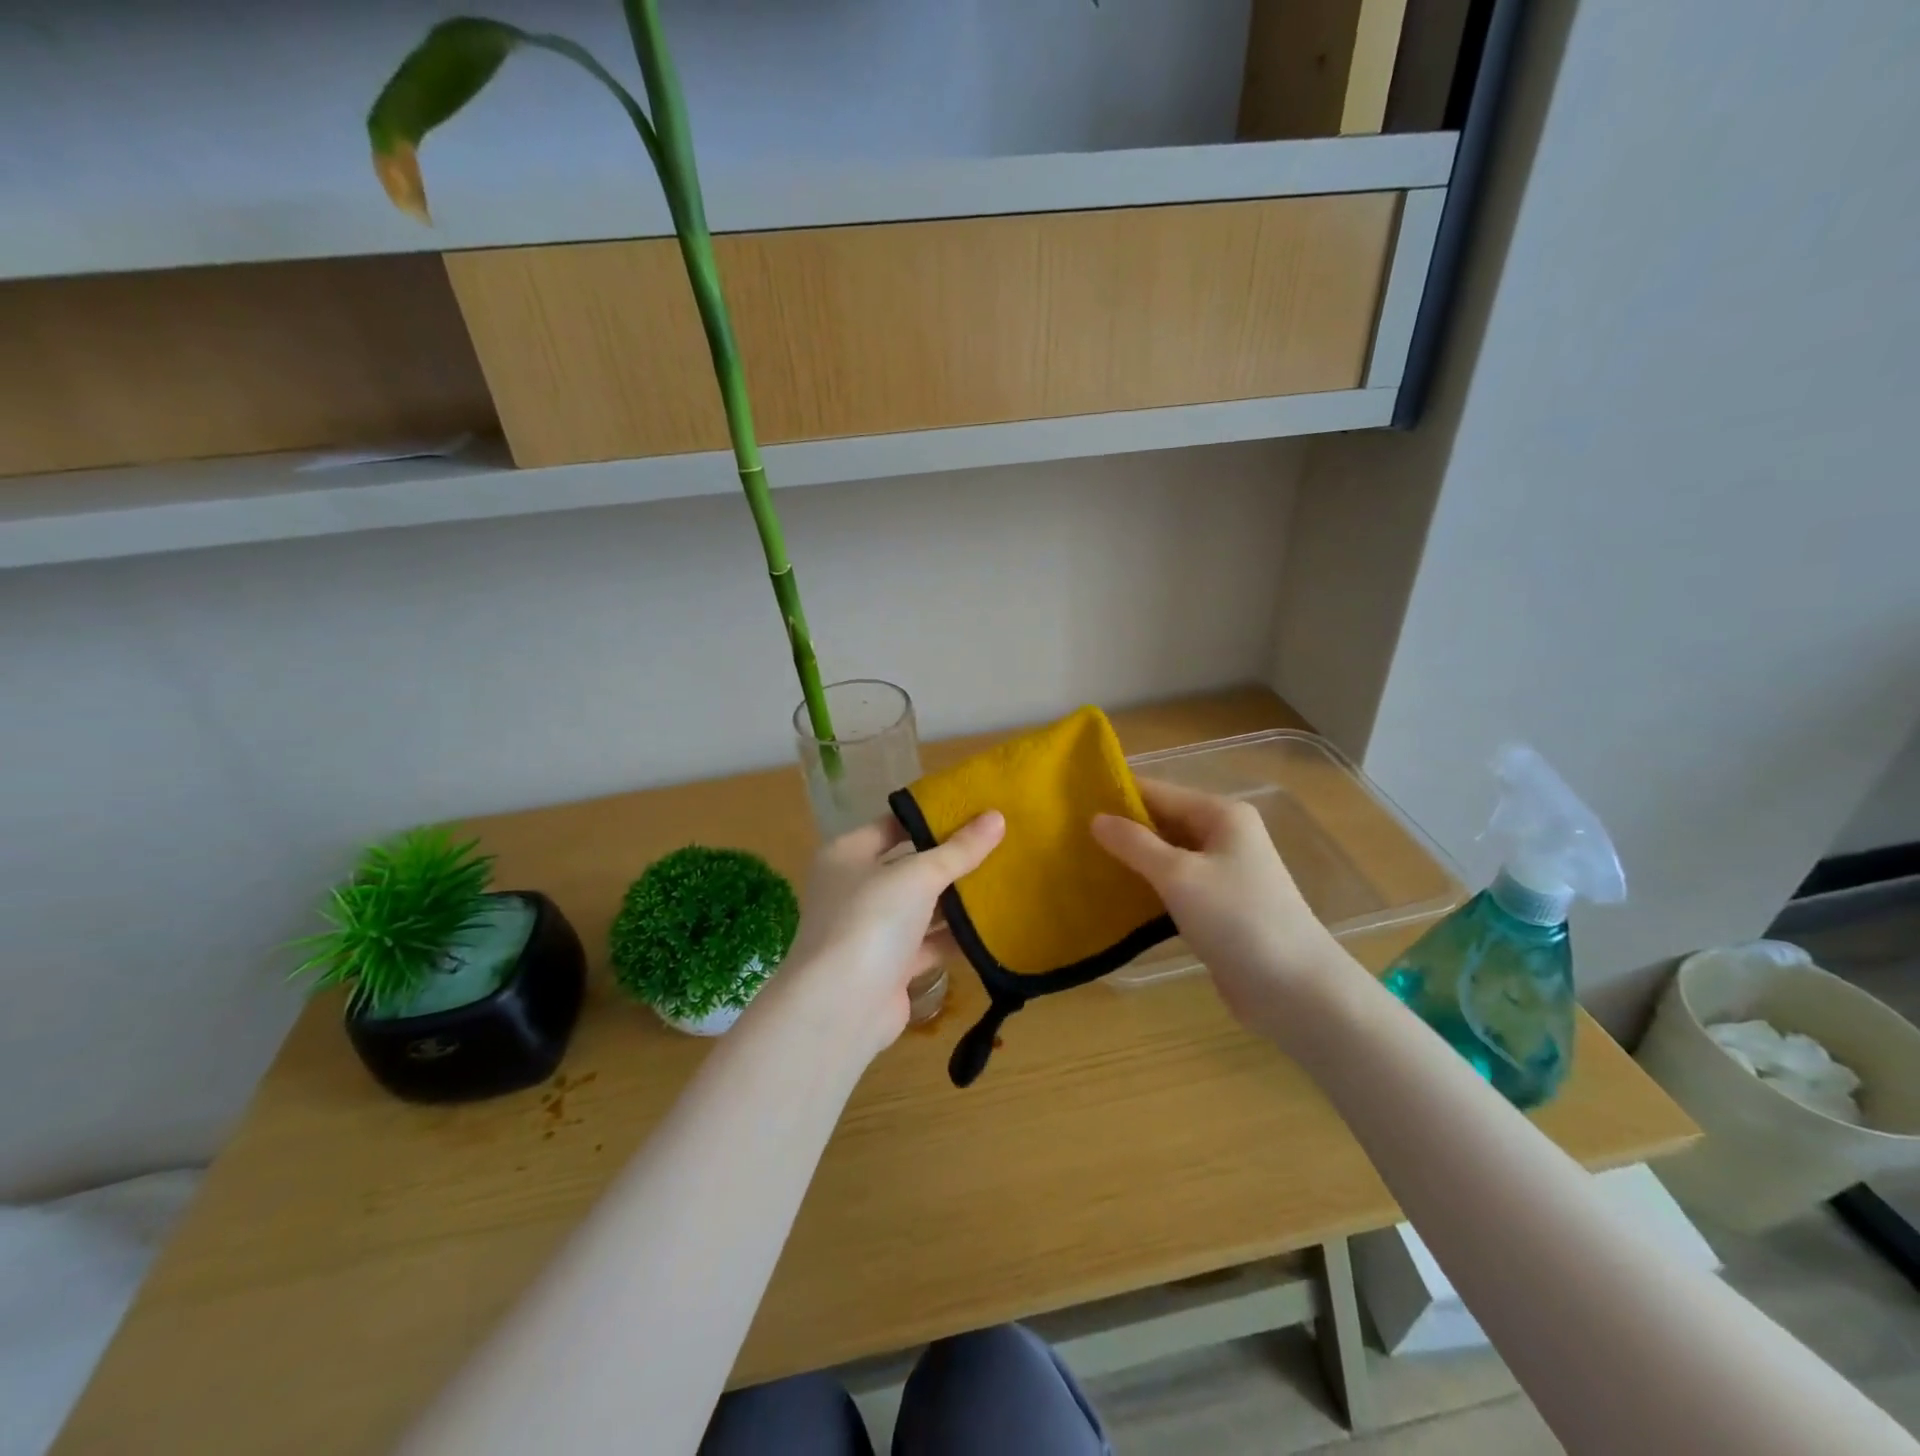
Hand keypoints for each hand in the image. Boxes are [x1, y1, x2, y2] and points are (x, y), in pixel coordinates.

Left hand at [776, 810, 1005, 1057]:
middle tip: (999, 842)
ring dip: (957, 899)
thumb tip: (997, 817)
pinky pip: (929, 942)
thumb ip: (958, 850)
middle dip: (951, 859)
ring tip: (1005, 878)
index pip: (894, 824)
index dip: (932, 816)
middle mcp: (855, 888)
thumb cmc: (870, 922)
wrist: (840, 1009)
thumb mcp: (918, 876)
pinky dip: (955, 936)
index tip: (975, 809)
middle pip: (909, 865)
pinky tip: (993, 925)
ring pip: (921, 906)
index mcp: (847, 854)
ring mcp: (871, 930)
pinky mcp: (891, 966)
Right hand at [1092, 780, 1356, 1043]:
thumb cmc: (1237, 919)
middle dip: (1120, 829)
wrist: (1294, 989)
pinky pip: (1174, 885)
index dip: (1117, 795)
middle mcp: (1223, 836)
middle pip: (1162, 821)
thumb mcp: (1178, 876)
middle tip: (1068, 836)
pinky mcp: (1218, 907)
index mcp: (1221, 814)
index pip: (1158, 791)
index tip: (1070, 801)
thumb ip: (1134, 844)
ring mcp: (1223, 872)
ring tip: (1081, 862)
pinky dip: (1147, 886)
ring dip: (1131, 860)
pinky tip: (1113, 895)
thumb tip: (1096, 818)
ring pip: (1166, 855)